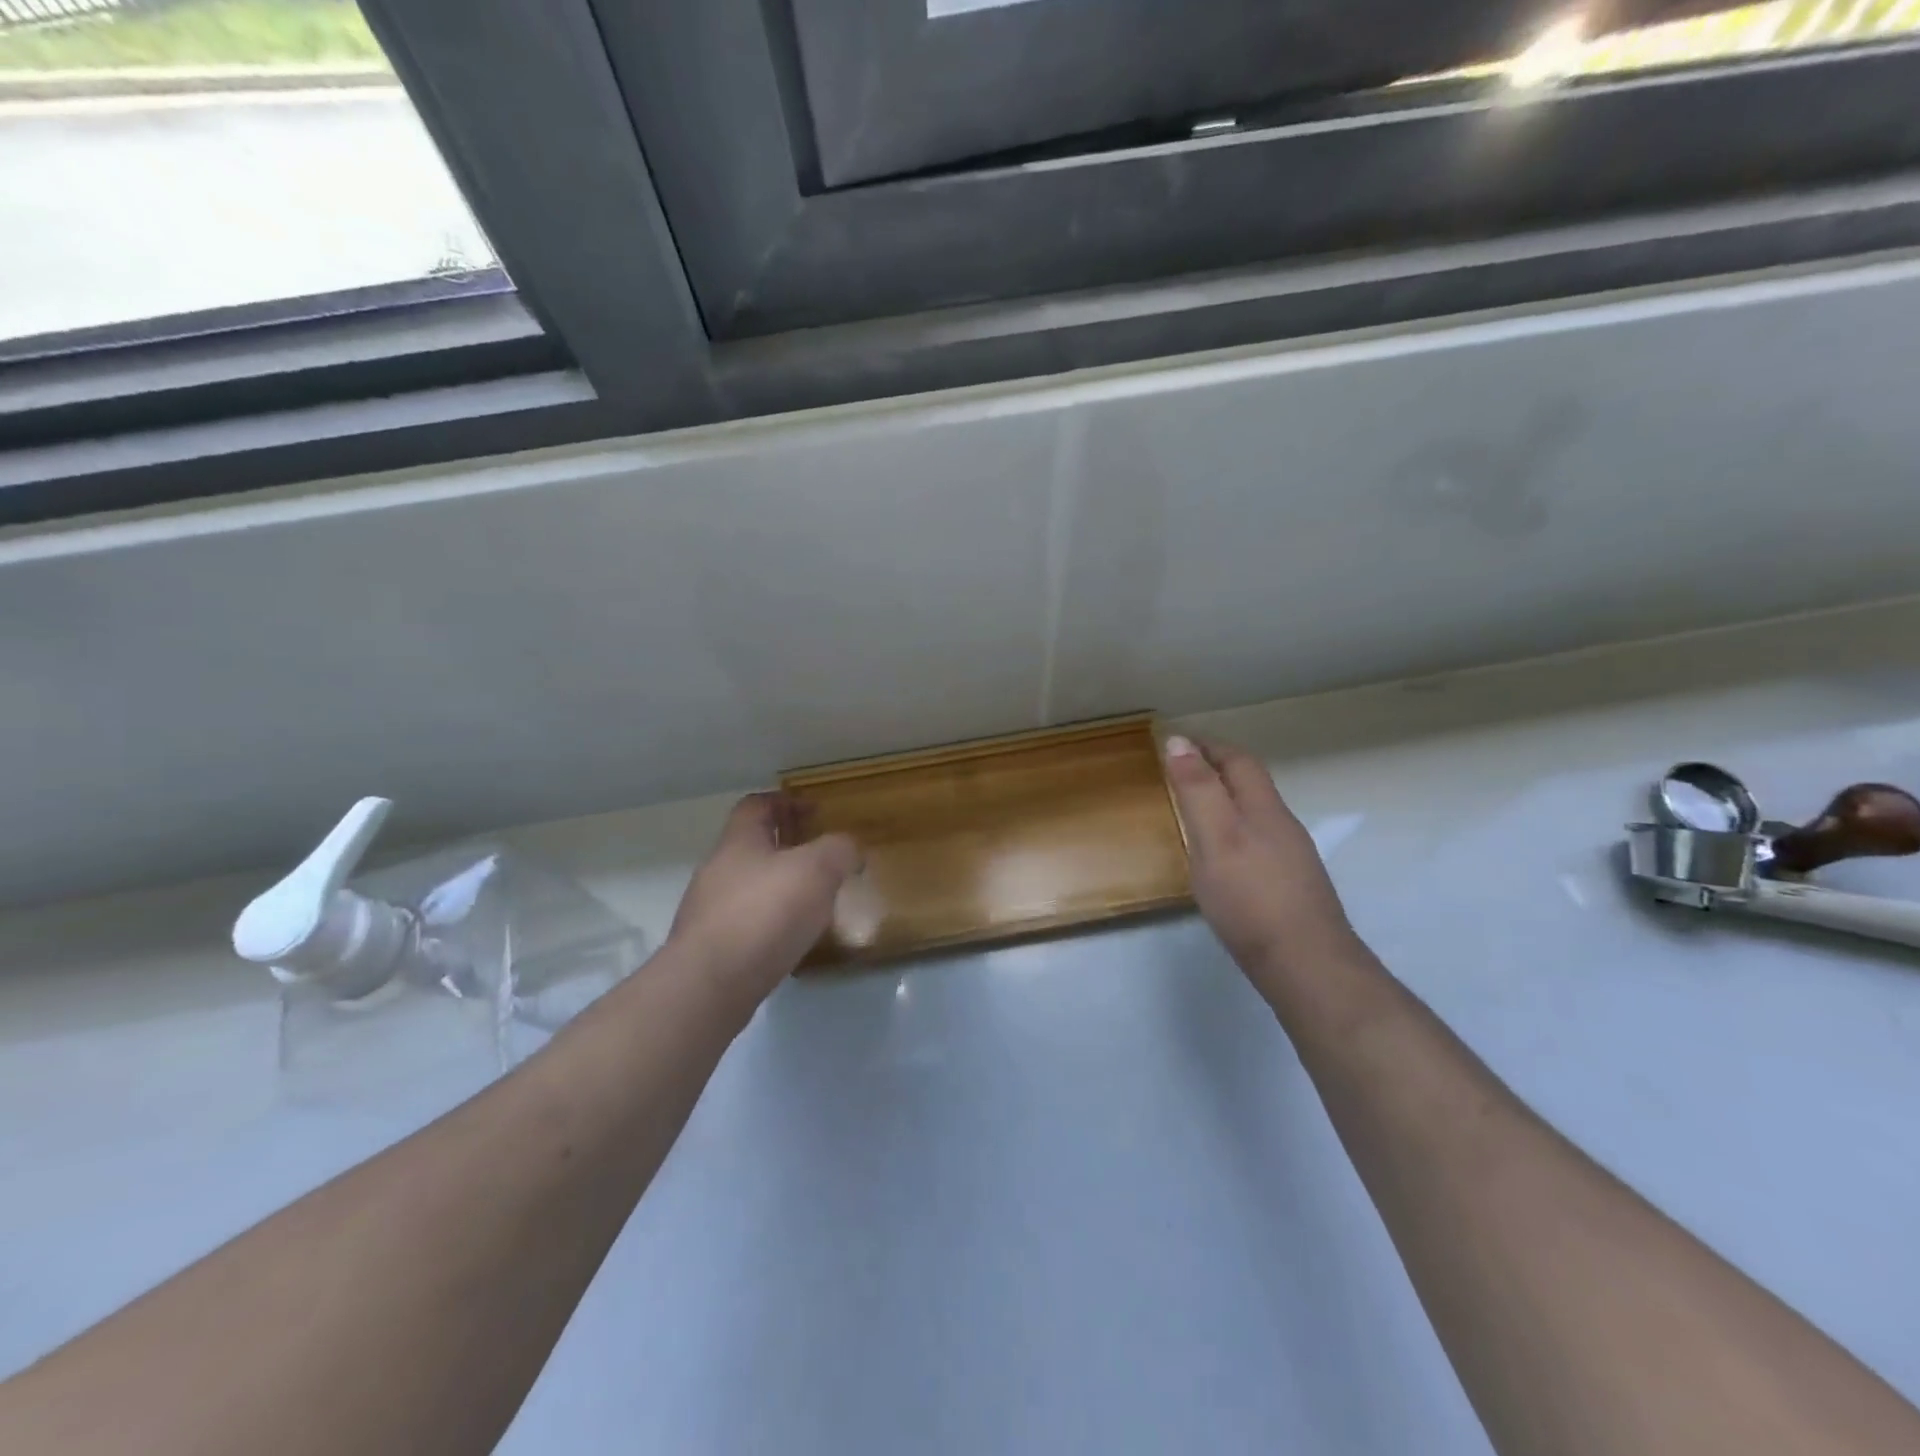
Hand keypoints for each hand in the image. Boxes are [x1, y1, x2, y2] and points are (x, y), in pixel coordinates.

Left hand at [667, 794, 859, 1005]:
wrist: (709, 986)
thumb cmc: (764, 913)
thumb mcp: (817, 870)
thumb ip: (838, 850)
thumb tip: (849, 848)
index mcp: (739, 841)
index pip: (757, 805)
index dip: (786, 801)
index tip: (815, 811)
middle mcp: (718, 869)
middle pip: (753, 846)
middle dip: (787, 847)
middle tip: (823, 857)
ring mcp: (710, 910)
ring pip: (750, 885)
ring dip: (780, 887)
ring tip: (815, 900)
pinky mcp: (712, 948)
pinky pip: (747, 922)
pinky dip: (771, 922)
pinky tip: (794, 938)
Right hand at [1164, 735, 1356, 977]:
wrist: (1306, 965)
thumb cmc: (1251, 898)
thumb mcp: (1215, 837)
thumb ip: (1197, 790)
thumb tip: (1180, 741)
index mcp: (1263, 809)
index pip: (1238, 761)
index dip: (1209, 746)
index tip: (1178, 741)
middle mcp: (1282, 826)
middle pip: (1251, 785)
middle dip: (1218, 769)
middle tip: (1181, 770)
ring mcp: (1291, 858)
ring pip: (1256, 815)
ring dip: (1226, 801)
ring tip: (1195, 809)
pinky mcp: (1290, 887)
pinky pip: (1258, 842)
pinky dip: (1234, 831)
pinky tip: (1222, 857)